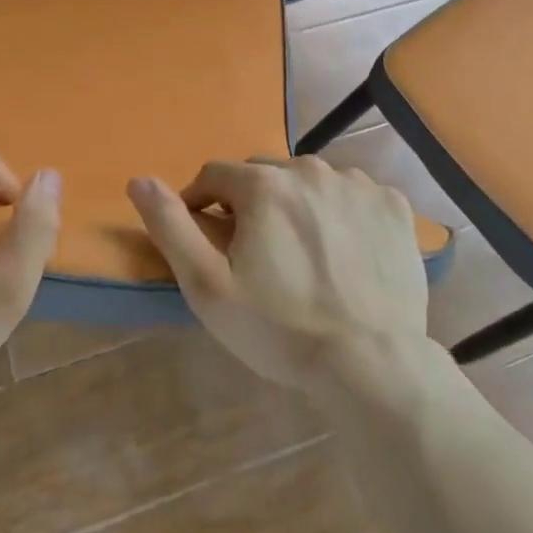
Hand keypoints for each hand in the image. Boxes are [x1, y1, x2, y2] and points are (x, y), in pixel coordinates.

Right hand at [127, 157, 427, 390]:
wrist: (371, 364)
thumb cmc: (279, 327)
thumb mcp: (207, 285)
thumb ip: (171, 226)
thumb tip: (139, 180)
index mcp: (263, 184)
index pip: (214, 174)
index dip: (201, 203)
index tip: (207, 238)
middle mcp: (310, 169)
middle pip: (263, 175)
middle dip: (250, 203)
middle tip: (256, 252)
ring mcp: (357, 185)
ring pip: (309, 182)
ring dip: (296, 204)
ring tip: (301, 253)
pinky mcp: (393, 206)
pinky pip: (353, 195)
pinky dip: (341, 213)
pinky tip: (344, 251)